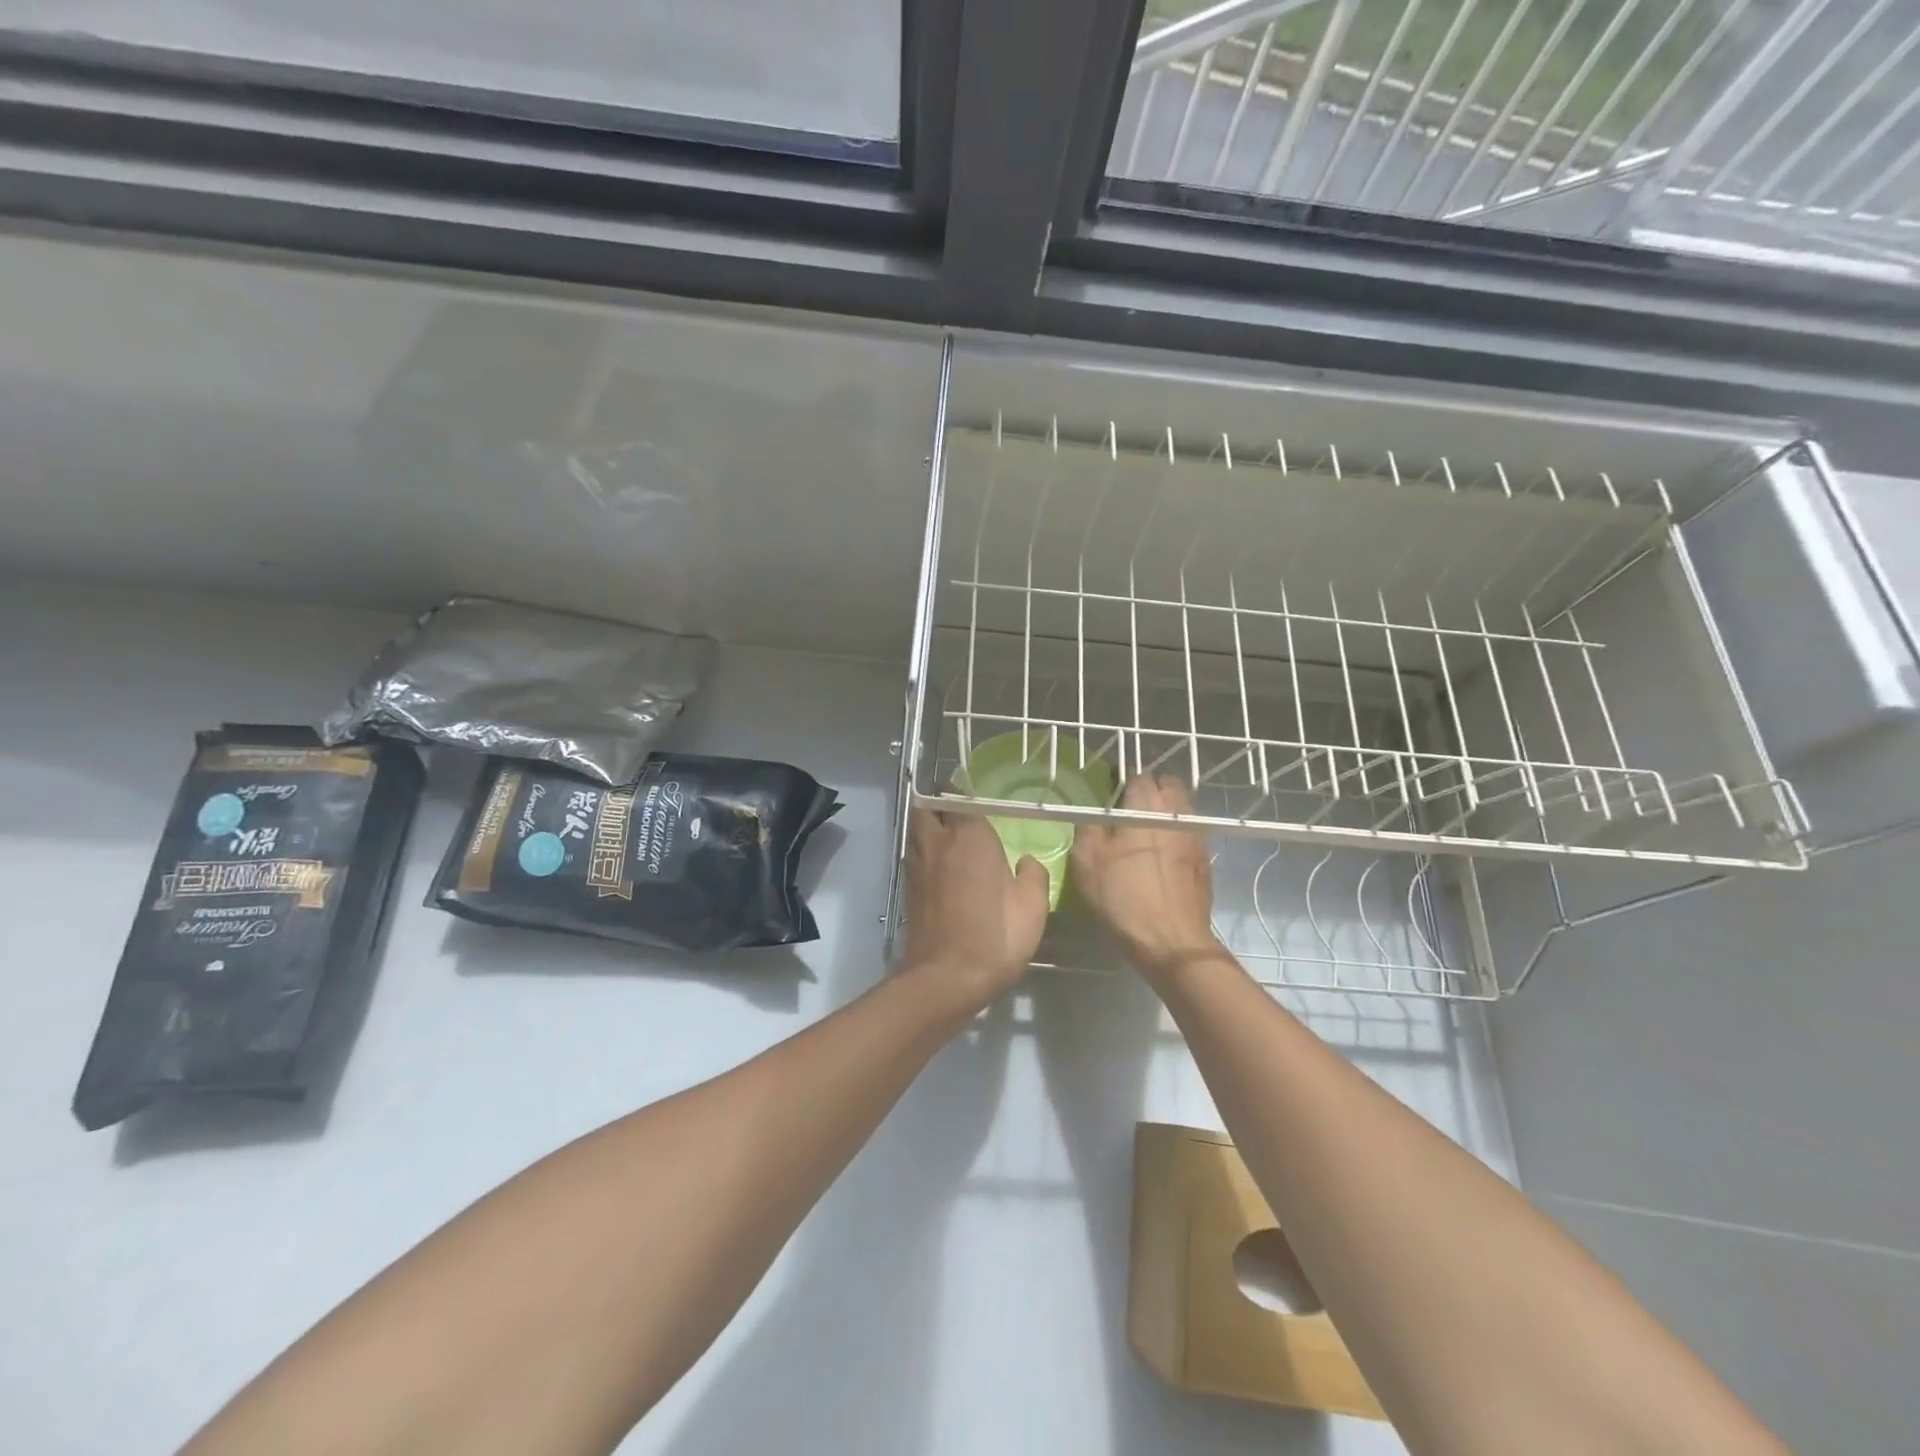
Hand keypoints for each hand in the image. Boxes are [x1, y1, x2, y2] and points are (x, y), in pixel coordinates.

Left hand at [899, 806, 1049, 1009]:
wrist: (946, 977)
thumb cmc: (995, 935)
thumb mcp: (1033, 906)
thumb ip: (1034, 874)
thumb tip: (1026, 862)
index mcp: (970, 837)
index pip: (960, 797)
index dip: (965, 794)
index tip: (977, 798)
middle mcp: (939, 842)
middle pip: (927, 807)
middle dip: (939, 803)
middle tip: (959, 813)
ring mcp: (918, 865)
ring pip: (916, 830)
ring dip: (929, 826)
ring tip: (950, 837)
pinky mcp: (908, 889)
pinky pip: (914, 855)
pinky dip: (924, 852)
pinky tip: (942, 868)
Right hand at [1070, 774, 1222, 986]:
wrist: (1173, 942)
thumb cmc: (1125, 899)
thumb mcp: (1088, 863)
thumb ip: (1089, 829)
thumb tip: (1093, 816)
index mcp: (1146, 807)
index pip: (1138, 775)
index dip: (1122, 780)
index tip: (1110, 792)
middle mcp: (1176, 814)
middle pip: (1168, 785)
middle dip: (1151, 789)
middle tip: (1129, 806)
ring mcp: (1196, 836)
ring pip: (1182, 808)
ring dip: (1166, 810)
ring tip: (1146, 829)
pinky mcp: (1205, 860)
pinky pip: (1190, 833)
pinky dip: (1177, 834)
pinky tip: (1163, 854)